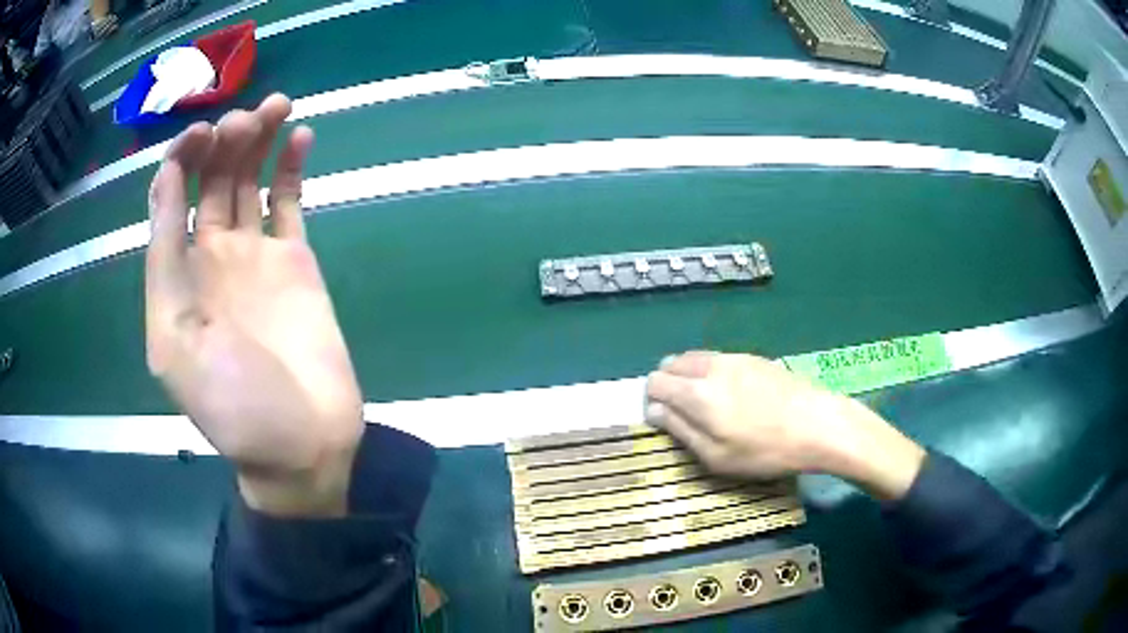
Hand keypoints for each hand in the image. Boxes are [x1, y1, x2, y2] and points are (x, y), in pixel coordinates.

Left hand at [146, 95, 362, 516]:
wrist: (302, 446)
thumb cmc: (235, 406)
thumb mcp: (176, 342)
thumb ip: (164, 264)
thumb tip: (164, 182)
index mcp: (175, 277)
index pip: (169, 199)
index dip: (180, 158)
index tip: (205, 133)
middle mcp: (210, 258)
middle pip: (210, 180)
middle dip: (224, 141)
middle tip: (248, 120)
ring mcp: (254, 257)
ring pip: (248, 182)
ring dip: (258, 141)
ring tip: (277, 109)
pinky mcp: (294, 262)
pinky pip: (289, 203)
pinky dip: (292, 168)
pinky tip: (301, 137)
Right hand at [645, 351, 924, 500]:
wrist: (817, 425)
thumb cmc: (765, 450)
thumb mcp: (716, 457)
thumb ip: (681, 431)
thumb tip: (655, 411)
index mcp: (696, 393)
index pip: (655, 382)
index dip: (652, 400)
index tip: (664, 420)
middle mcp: (710, 367)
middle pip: (672, 363)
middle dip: (667, 384)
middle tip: (682, 413)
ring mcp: (734, 358)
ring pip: (695, 357)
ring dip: (688, 375)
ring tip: (705, 403)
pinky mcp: (754, 357)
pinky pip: (717, 358)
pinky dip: (710, 371)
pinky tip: (730, 394)